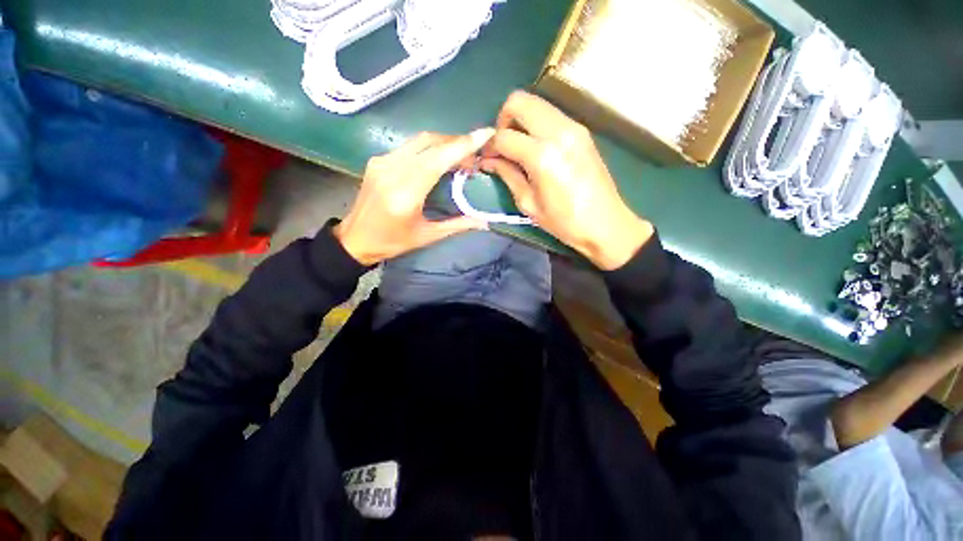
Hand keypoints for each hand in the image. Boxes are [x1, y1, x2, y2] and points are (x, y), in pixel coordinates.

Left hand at [334, 129, 492, 264]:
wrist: (355, 239)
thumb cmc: (393, 242)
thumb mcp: (428, 236)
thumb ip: (458, 225)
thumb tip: (485, 222)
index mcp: (406, 193)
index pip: (438, 160)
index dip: (463, 145)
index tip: (486, 134)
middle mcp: (392, 170)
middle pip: (430, 142)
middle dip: (457, 143)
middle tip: (475, 155)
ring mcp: (382, 162)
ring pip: (420, 140)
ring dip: (444, 143)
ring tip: (461, 156)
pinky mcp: (377, 160)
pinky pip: (409, 146)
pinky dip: (429, 148)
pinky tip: (438, 159)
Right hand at [481, 91, 652, 269]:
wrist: (605, 224)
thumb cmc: (564, 222)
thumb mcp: (528, 203)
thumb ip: (507, 175)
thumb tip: (489, 160)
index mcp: (542, 156)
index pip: (504, 136)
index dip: (490, 146)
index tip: (486, 158)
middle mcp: (558, 131)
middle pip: (518, 101)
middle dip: (503, 120)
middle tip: (503, 146)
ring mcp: (573, 127)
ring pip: (536, 103)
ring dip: (520, 120)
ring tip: (519, 147)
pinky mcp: (582, 130)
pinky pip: (551, 114)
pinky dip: (537, 123)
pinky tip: (536, 147)